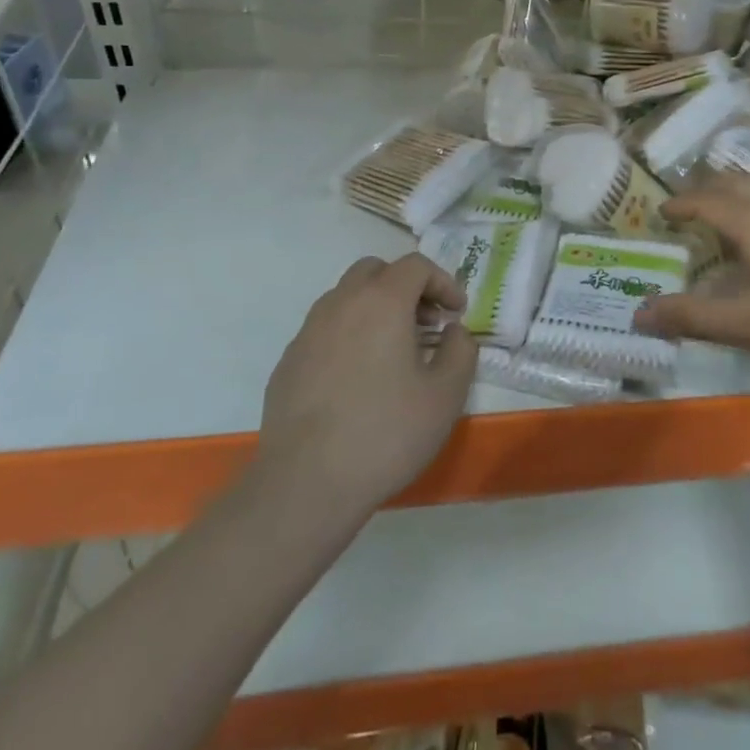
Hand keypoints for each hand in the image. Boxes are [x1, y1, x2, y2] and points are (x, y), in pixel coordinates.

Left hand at [257, 253, 477, 514]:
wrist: (306, 484)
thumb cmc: (386, 433)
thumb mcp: (446, 394)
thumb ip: (460, 350)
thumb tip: (453, 332)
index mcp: (382, 301)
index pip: (416, 265)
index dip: (443, 282)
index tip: (457, 313)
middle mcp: (341, 304)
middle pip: (375, 271)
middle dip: (405, 286)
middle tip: (425, 322)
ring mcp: (308, 332)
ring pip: (346, 297)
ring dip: (375, 308)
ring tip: (393, 351)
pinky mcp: (288, 361)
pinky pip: (325, 330)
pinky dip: (348, 336)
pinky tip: (358, 379)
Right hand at [634, 173, 749, 380]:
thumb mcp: (746, 324)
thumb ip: (691, 317)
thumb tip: (639, 315)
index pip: (706, 201)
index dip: (680, 205)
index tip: (661, 213)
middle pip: (733, 182)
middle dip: (705, 191)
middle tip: (687, 209)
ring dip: (735, 188)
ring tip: (724, 208)